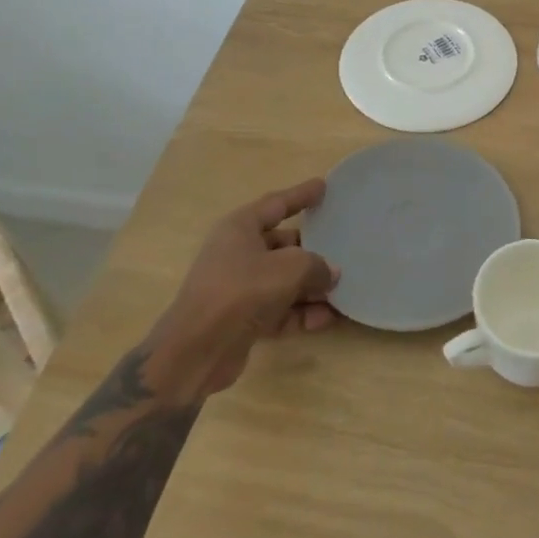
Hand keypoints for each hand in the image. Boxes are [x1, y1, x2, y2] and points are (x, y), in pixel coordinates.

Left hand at [152, 179, 339, 396]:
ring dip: (311, 287)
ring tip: (341, 291)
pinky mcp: (241, 319)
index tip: (323, 186)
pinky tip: (326, 319)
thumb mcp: (290, 268)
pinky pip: (278, 309)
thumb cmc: (242, 290)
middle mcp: (237, 253)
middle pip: (282, 245)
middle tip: (342, 249)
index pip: (276, 204)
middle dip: (312, 251)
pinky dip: (300, 313)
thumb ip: (317, 265)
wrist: (196, 351)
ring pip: (283, 280)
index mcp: (241, 228)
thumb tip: (331, 272)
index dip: (301, 195)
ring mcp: (238, 288)